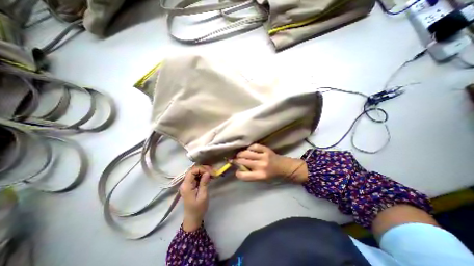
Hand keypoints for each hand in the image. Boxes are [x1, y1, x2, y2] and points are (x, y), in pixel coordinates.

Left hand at [180, 166, 212, 230]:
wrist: (193, 219)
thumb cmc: (198, 209)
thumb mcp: (203, 196)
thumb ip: (204, 183)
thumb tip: (207, 172)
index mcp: (187, 186)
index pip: (192, 171)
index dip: (201, 169)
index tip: (210, 172)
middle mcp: (185, 183)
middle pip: (193, 170)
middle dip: (203, 169)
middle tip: (213, 172)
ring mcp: (188, 184)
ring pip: (195, 173)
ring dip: (204, 172)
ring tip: (212, 174)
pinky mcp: (191, 186)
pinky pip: (196, 177)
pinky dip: (203, 175)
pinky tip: (209, 177)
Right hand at [233, 145, 306, 183]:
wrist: (285, 167)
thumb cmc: (273, 175)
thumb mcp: (262, 179)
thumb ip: (251, 175)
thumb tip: (239, 168)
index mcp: (260, 175)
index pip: (243, 175)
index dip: (238, 173)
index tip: (237, 171)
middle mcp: (261, 165)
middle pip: (243, 162)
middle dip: (236, 161)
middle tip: (235, 160)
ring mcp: (264, 156)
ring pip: (246, 153)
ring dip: (240, 154)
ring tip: (239, 155)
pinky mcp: (266, 149)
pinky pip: (254, 146)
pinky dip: (249, 148)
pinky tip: (248, 150)